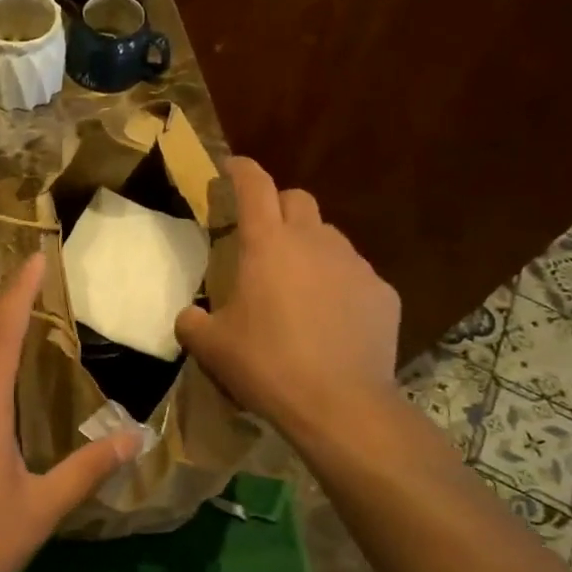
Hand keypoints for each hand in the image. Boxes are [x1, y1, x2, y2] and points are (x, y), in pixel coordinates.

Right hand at [175, 158, 401, 443]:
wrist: (339, 404)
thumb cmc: (266, 364)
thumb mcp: (211, 347)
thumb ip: (193, 322)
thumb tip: (190, 316)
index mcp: (267, 245)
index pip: (254, 186)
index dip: (241, 170)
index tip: (232, 168)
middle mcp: (314, 242)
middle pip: (298, 199)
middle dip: (278, 207)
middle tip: (263, 238)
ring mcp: (354, 265)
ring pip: (329, 237)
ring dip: (309, 247)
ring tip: (298, 285)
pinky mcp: (382, 292)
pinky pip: (355, 275)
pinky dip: (338, 284)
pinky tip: (330, 319)